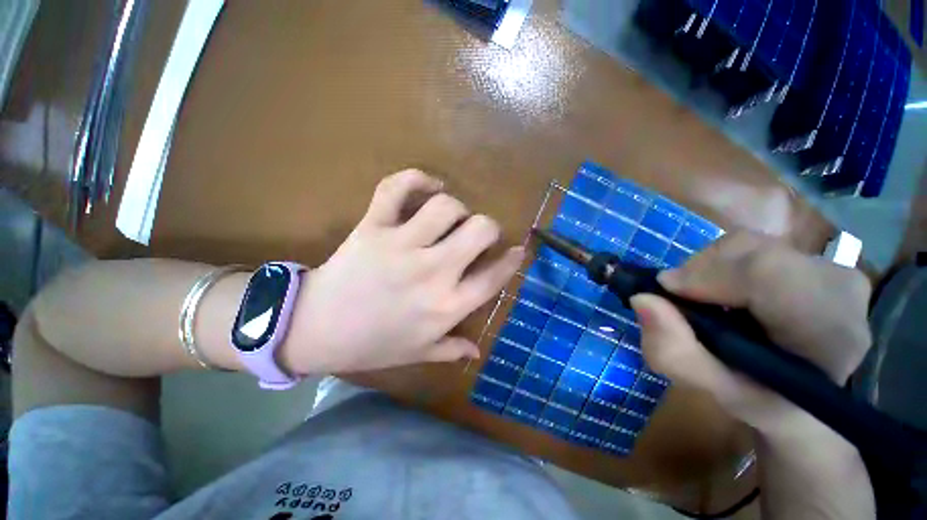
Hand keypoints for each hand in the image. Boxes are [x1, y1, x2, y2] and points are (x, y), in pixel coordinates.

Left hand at [292, 169, 523, 373]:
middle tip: (479, 233)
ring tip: (450, 216)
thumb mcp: (417, 353)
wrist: (313, 329)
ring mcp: (401, 246)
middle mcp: (431, 272)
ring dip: (456, 208)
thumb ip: (451, 350)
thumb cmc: (371, 345)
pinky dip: (416, 179)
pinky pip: (396, 188)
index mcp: (446, 306)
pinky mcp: (373, 227)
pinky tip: (428, 186)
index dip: (512, 260)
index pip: (494, 277)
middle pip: (480, 230)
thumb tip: (477, 349)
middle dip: (488, 227)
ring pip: (446, 206)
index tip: (518, 249)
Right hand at [630, 231, 874, 518]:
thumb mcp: (715, 391)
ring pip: (746, 244)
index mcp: (828, 331)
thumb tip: (642, 300)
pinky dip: (722, 264)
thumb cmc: (768, 401)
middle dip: (699, 270)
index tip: (666, 292)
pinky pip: (753, 247)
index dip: (705, 274)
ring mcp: (831, 268)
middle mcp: (839, 286)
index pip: (766, 273)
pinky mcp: (816, 259)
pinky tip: (724, 292)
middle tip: (682, 302)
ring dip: (707, 268)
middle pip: (749, 250)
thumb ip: (675, 352)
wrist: (815, 399)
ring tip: (704, 299)